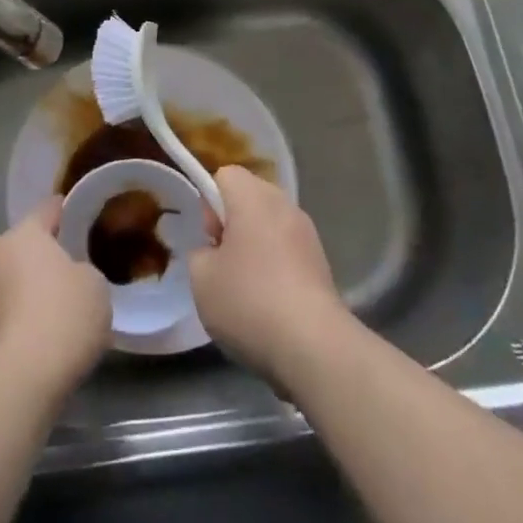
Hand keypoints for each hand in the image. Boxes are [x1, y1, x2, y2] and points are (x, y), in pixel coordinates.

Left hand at [0, 198, 111, 401]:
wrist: (22, 376)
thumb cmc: (64, 315)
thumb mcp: (94, 284)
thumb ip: (82, 270)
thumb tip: (69, 277)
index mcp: (24, 233)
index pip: (46, 210)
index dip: (63, 210)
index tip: (72, 210)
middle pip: (22, 244)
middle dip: (40, 253)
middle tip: (66, 265)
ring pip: (10, 277)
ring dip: (26, 285)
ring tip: (54, 303)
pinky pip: (5, 307)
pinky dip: (19, 313)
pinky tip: (40, 329)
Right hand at [188, 166, 349, 384]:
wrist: (314, 346)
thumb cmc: (249, 301)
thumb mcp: (201, 278)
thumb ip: (200, 253)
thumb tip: (215, 251)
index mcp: (253, 197)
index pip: (225, 175)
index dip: (209, 202)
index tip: (209, 237)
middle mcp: (284, 205)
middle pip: (250, 198)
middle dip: (232, 224)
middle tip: (221, 263)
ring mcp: (308, 234)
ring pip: (270, 226)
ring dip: (254, 247)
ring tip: (244, 289)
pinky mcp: (322, 264)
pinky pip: (288, 251)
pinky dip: (275, 267)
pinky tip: (268, 305)